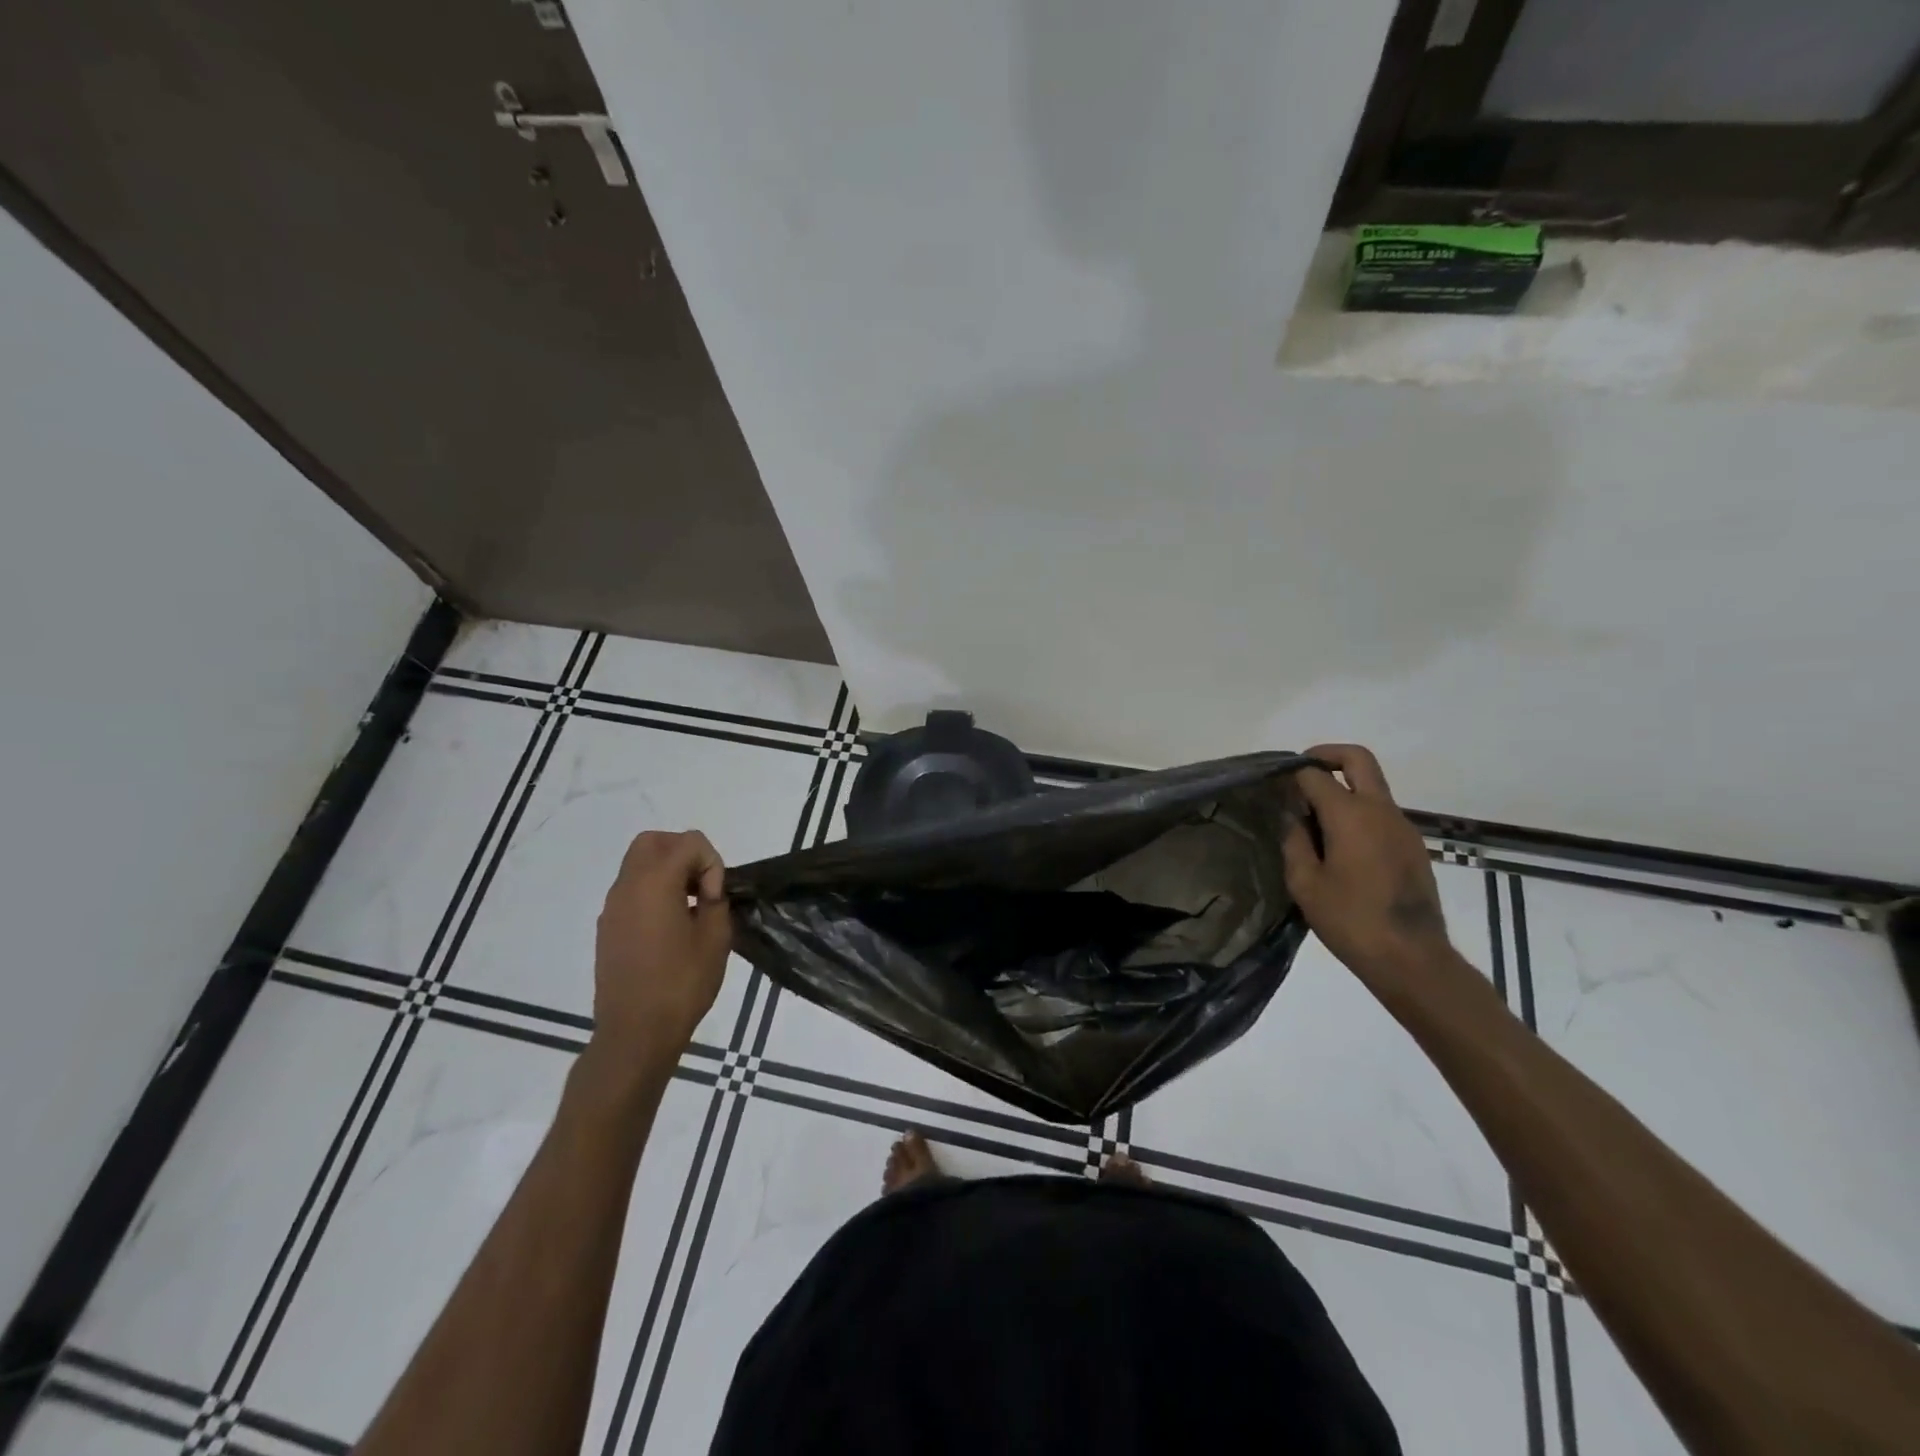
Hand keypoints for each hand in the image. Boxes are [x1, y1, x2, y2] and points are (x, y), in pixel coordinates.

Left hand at [588, 830, 731, 1071]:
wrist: (634, 1033)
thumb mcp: (716, 939)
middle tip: (702, 885)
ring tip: (689, 907)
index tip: (715, 898)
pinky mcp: (607, 927)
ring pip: (637, 863)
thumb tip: (708, 891)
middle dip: (683, 852)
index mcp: (655, 883)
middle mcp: (627, 886)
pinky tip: (669, 927)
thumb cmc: (681, 984)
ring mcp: (612, 907)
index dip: (711, 863)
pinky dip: (652, 891)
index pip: (689, 842)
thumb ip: (717, 902)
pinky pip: (630, 890)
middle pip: (654, 841)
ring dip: (667, 871)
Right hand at [1282, 745, 1453, 988]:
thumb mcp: (1305, 883)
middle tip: (1301, 773)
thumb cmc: (1350, 920)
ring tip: (1314, 822)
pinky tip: (1340, 846)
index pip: (1315, 775)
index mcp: (1350, 815)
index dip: (1292, 773)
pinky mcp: (1413, 846)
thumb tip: (1291, 816)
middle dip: (1327, 755)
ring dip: (1344, 788)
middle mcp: (1381, 810)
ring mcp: (1402, 827)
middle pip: (1358, 759)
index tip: (1273, 784)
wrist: (1412, 958)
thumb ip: (1294, 841)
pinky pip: (1381, 813)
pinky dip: (1358, 812)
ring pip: (1372, 786)